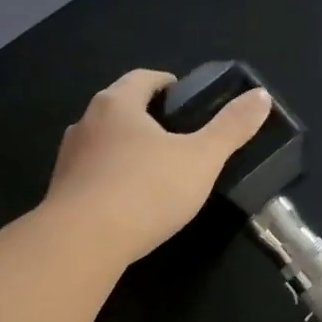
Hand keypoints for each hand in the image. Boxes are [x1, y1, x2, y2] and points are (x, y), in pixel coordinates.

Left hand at [44, 69, 272, 265]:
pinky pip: (91, 177)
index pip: (144, 79)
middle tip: (178, 140)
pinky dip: (110, 181)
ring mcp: (68, 159)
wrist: (82, 242)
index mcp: (117, 103)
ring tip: (154, 174)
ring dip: (126, 152)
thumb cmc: (145, 191)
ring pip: (103, 145)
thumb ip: (231, 129)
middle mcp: (85, 122)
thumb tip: (261, 96)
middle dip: (147, 120)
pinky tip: (128, 204)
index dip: (168, 85)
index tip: (187, 101)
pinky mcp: (60, 192)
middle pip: (120, 110)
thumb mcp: (201, 160)